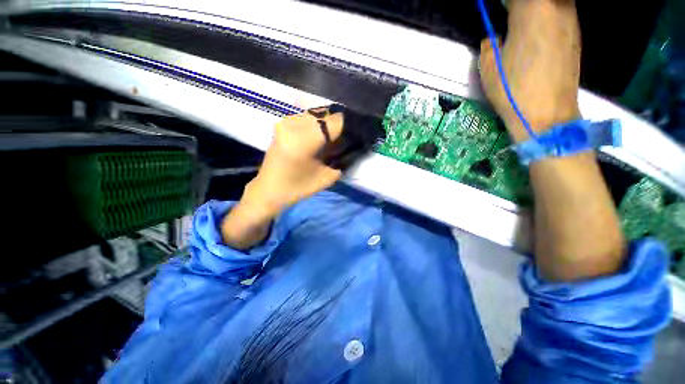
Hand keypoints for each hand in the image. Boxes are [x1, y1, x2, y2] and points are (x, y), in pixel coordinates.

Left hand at [221, 109, 343, 248]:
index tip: (363, 130)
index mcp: (303, 140)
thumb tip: (356, 142)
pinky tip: (324, 134)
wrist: (269, 189)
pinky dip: (320, 122)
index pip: (335, 122)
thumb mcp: (327, 176)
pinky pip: (309, 116)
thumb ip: (343, 157)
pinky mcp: (283, 122)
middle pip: (327, 114)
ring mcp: (286, 120)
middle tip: (351, 135)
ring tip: (339, 135)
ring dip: (331, 122)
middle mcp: (293, 124)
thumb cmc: (298, 188)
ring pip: (318, 113)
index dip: (352, 125)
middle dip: (342, 123)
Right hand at [479, 0, 581, 141]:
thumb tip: (494, 38)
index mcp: (531, 10)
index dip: (505, 3)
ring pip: (554, 4)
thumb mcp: (488, 67)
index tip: (498, 10)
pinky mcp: (577, 37)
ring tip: (522, 24)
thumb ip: (489, 44)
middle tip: (509, 15)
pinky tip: (539, 34)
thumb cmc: (513, 89)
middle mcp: (556, 7)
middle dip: (522, 5)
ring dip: (538, 10)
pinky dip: (549, 17)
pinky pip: (562, 15)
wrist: (547, 114)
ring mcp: (571, 21)